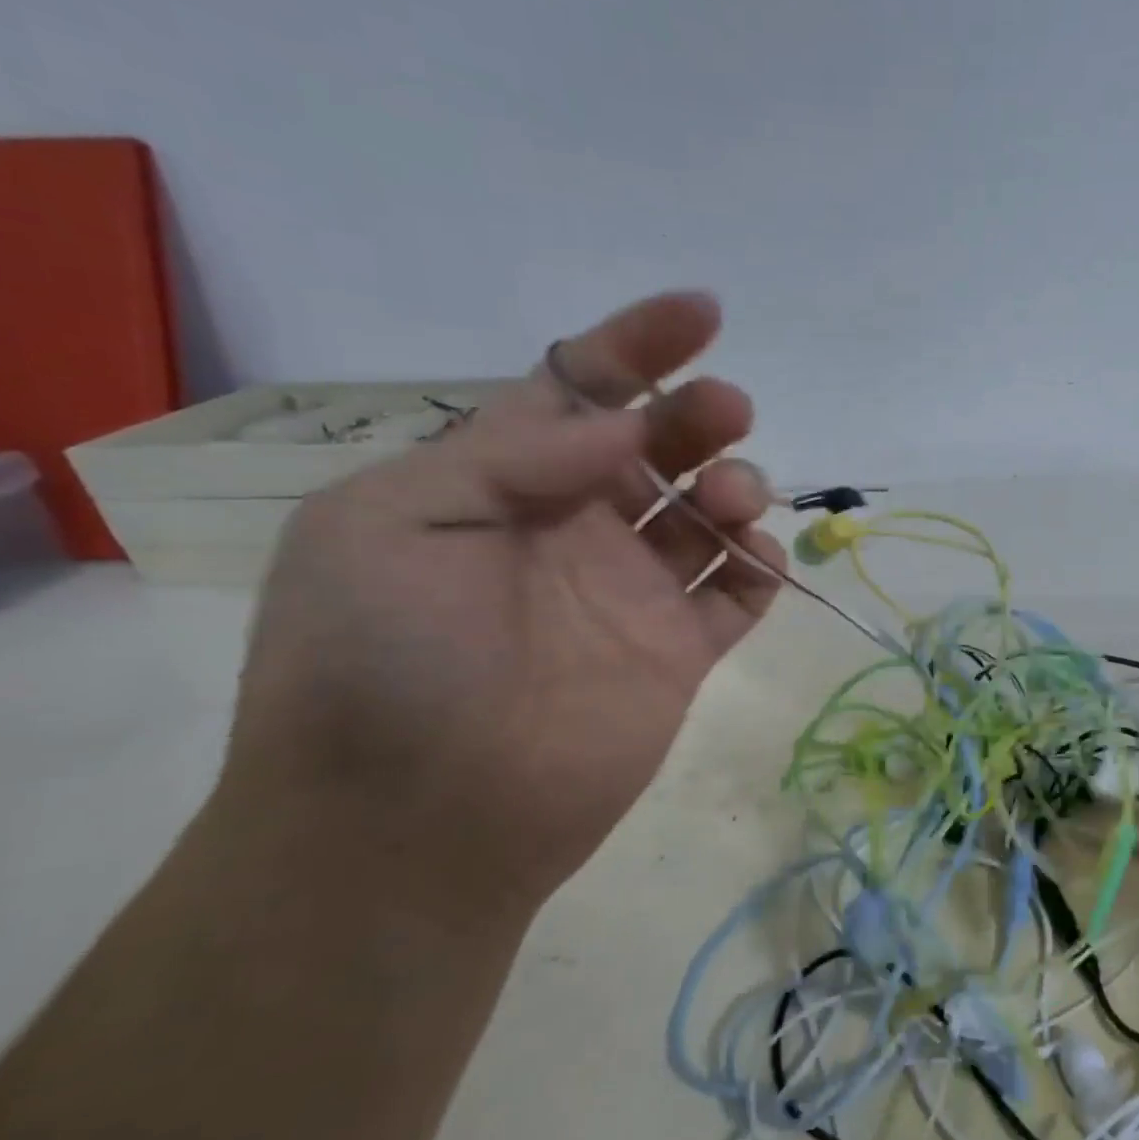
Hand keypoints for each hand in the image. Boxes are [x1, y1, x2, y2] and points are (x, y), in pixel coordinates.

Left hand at [212, 292, 781, 927]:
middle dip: (699, 414)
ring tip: (726, 500)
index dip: (640, 343)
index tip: (703, 313)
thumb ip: (511, 458)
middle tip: (726, 412)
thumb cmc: (380, 663)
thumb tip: (624, 428)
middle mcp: (576, 528)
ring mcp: (634, 593)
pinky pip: (738, 593)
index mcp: (503, 483)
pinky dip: (758, 565)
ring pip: (708, 513)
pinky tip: (752, 558)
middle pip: (661, 444)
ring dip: (736, 485)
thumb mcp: (397, 525)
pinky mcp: (679, 652)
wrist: (413, 826)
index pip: (582, 390)